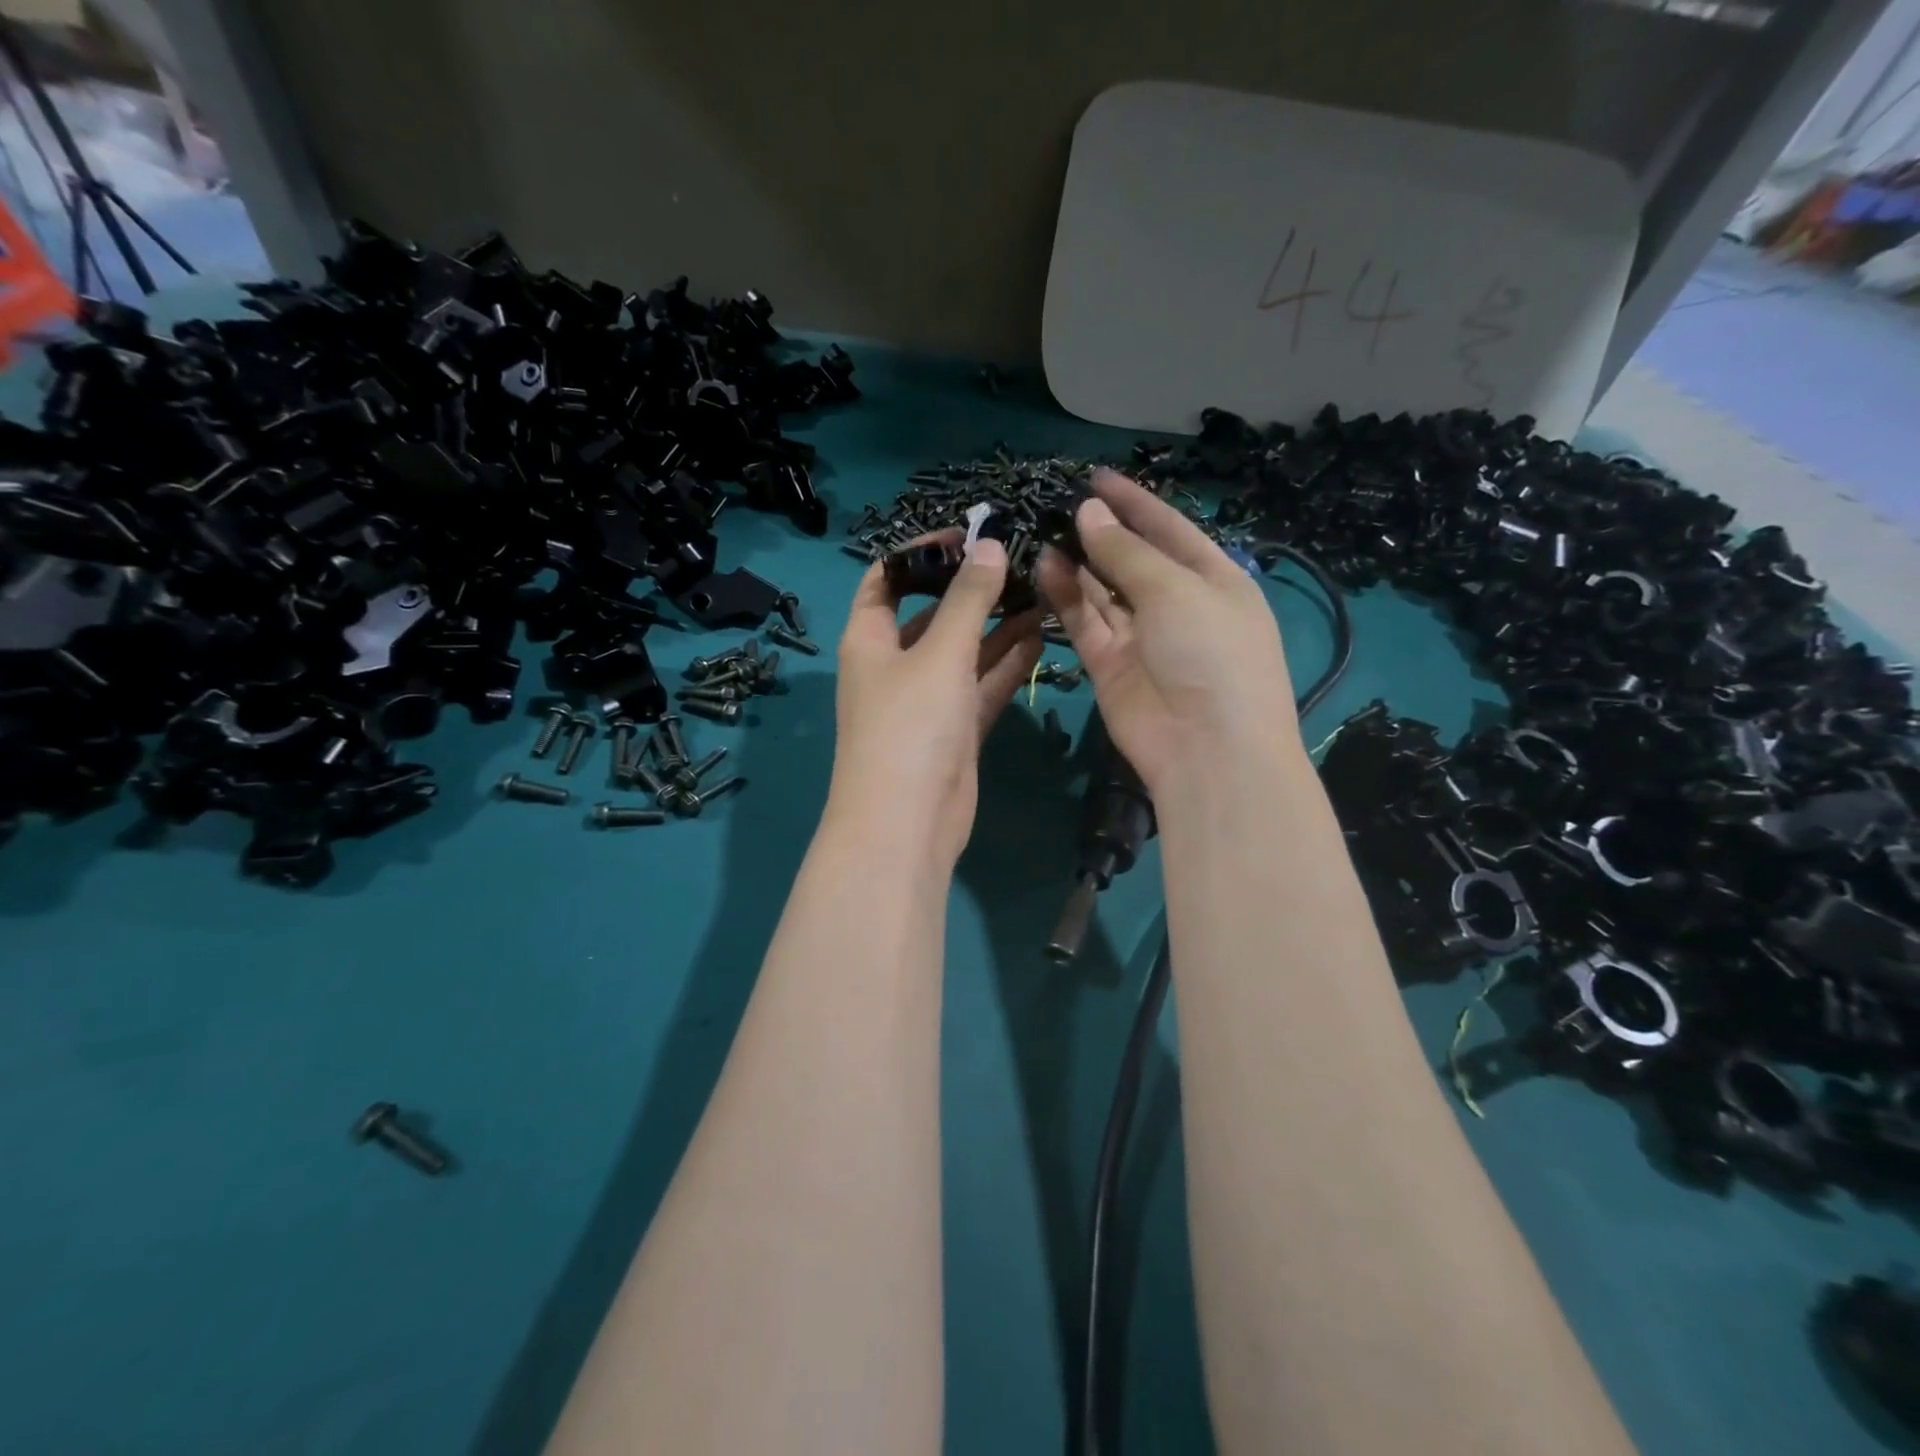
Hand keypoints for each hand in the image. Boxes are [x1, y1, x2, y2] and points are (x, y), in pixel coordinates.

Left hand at [830, 531, 1043, 866]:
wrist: (906, 823)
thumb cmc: (910, 726)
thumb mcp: (939, 654)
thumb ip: (968, 600)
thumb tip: (988, 547)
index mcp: (870, 639)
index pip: (887, 578)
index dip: (922, 553)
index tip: (967, 535)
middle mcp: (895, 665)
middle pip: (932, 614)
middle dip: (970, 589)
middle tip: (1019, 561)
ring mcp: (926, 699)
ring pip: (964, 651)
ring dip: (996, 625)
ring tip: (1040, 590)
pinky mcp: (955, 729)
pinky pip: (981, 685)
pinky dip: (1006, 663)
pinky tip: (1040, 634)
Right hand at [1037, 468, 1297, 794]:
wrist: (1206, 747)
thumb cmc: (1210, 652)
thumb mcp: (1176, 589)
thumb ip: (1127, 552)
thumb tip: (1089, 513)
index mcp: (1214, 579)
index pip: (1169, 529)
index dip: (1135, 503)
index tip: (1096, 477)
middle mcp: (1177, 604)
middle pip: (1133, 559)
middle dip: (1101, 532)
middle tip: (1059, 505)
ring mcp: (1141, 636)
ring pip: (1103, 590)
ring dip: (1078, 561)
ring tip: (1045, 531)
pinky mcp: (1109, 664)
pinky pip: (1086, 621)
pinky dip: (1066, 595)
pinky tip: (1046, 566)